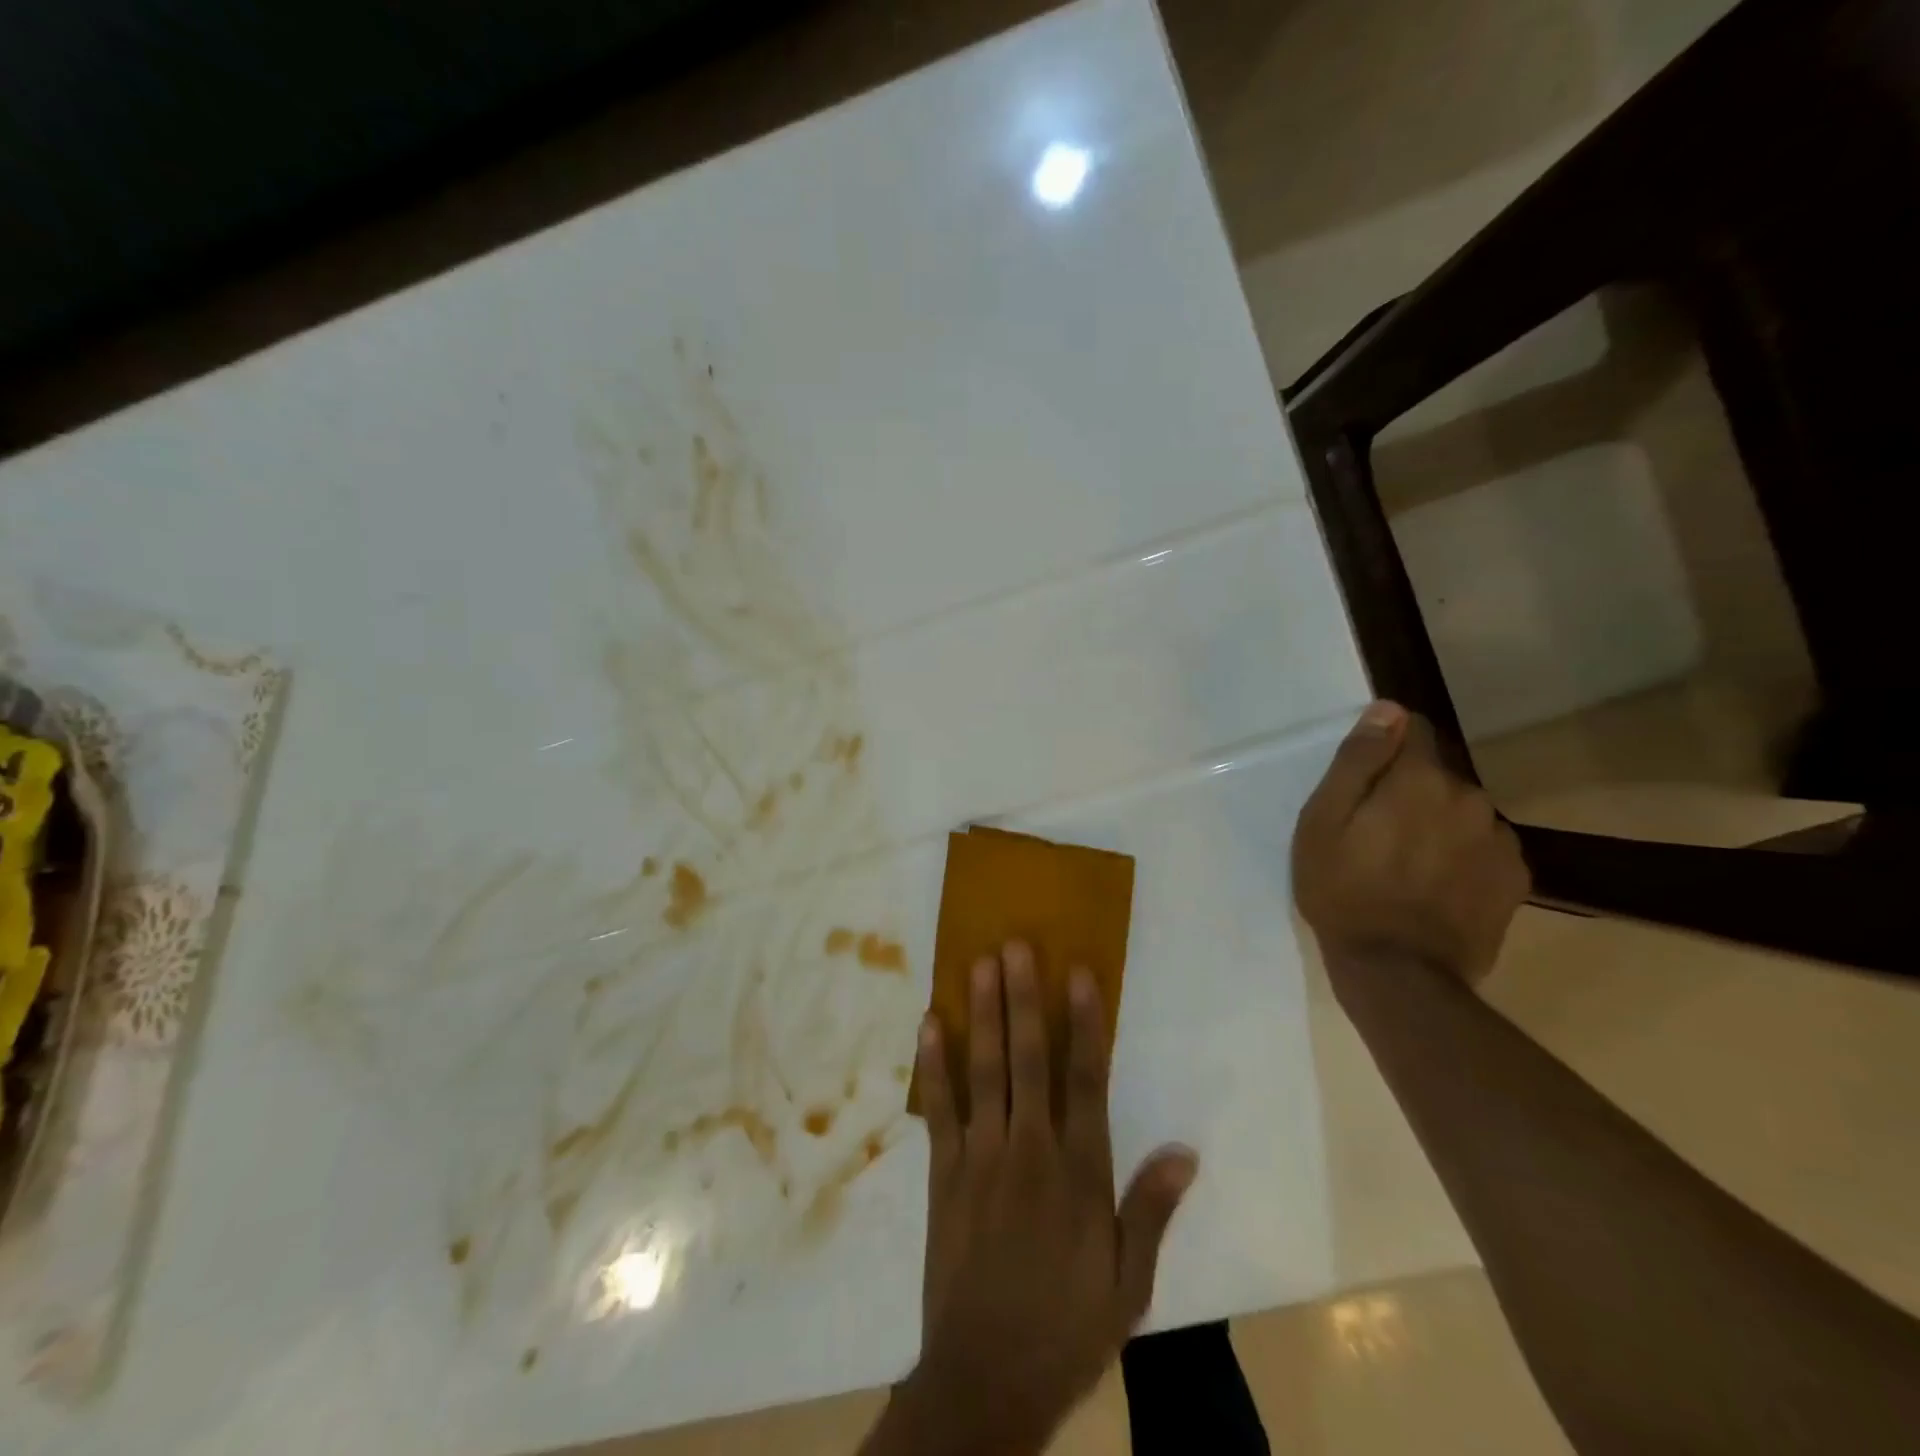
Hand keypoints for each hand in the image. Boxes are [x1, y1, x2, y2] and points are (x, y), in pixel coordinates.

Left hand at [880, 942, 1197, 1455]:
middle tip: (1015, 945)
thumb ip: (1151, 1210)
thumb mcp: (1128, 1284)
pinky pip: (939, 1107)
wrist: (986, 1378)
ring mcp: (981, 1157)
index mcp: (1079, 1174)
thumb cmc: (1067, 1326)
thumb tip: (1186, 1151)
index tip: (1078, 973)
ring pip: (984, 1071)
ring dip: (982, 1015)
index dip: (1084, 1024)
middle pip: (1028, 1060)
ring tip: (978, 963)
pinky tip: (931, 1024)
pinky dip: (934, 1064)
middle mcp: (1030, 1151)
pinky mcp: (944, 1172)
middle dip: (1023, 999)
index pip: (1086, 1082)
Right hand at [1293, 701, 1529, 986]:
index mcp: (1420, 780)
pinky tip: (1435, 886)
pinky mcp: (1515, 877)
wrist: (1398, 973)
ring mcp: (1499, 839)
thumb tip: (1388, 710)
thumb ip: (1357, 761)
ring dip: (1437, 822)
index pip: (1414, 729)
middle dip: (1409, 790)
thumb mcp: (1323, 822)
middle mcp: (1470, 797)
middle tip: (1374, 833)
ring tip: (1405, 864)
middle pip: (1436, 774)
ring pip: (1461, 810)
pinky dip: (1461, 854)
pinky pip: (1483, 845)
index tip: (1363, 779)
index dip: (1386, 746)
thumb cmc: (1343, 891)